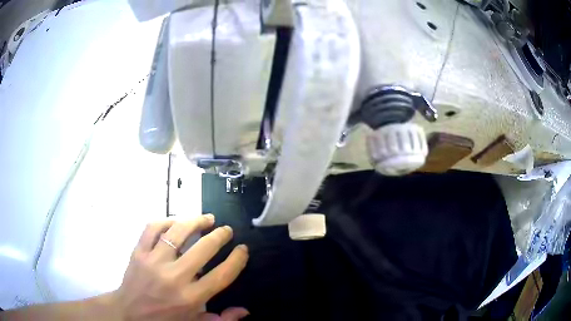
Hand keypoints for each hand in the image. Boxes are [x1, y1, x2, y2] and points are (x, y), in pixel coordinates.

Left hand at [111, 214, 248, 320]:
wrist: (129, 313)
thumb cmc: (164, 320)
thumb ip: (222, 320)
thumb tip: (245, 311)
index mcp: (190, 298)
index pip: (221, 275)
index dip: (236, 259)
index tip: (242, 249)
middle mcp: (173, 278)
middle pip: (203, 249)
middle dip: (220, 235)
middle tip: (227, 230)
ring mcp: (153, 262)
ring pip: (177, 232)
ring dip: (195, 221)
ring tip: (206, 218)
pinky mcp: (138, 252)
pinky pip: (152, 228)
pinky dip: (166, 220)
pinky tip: (176, 221)